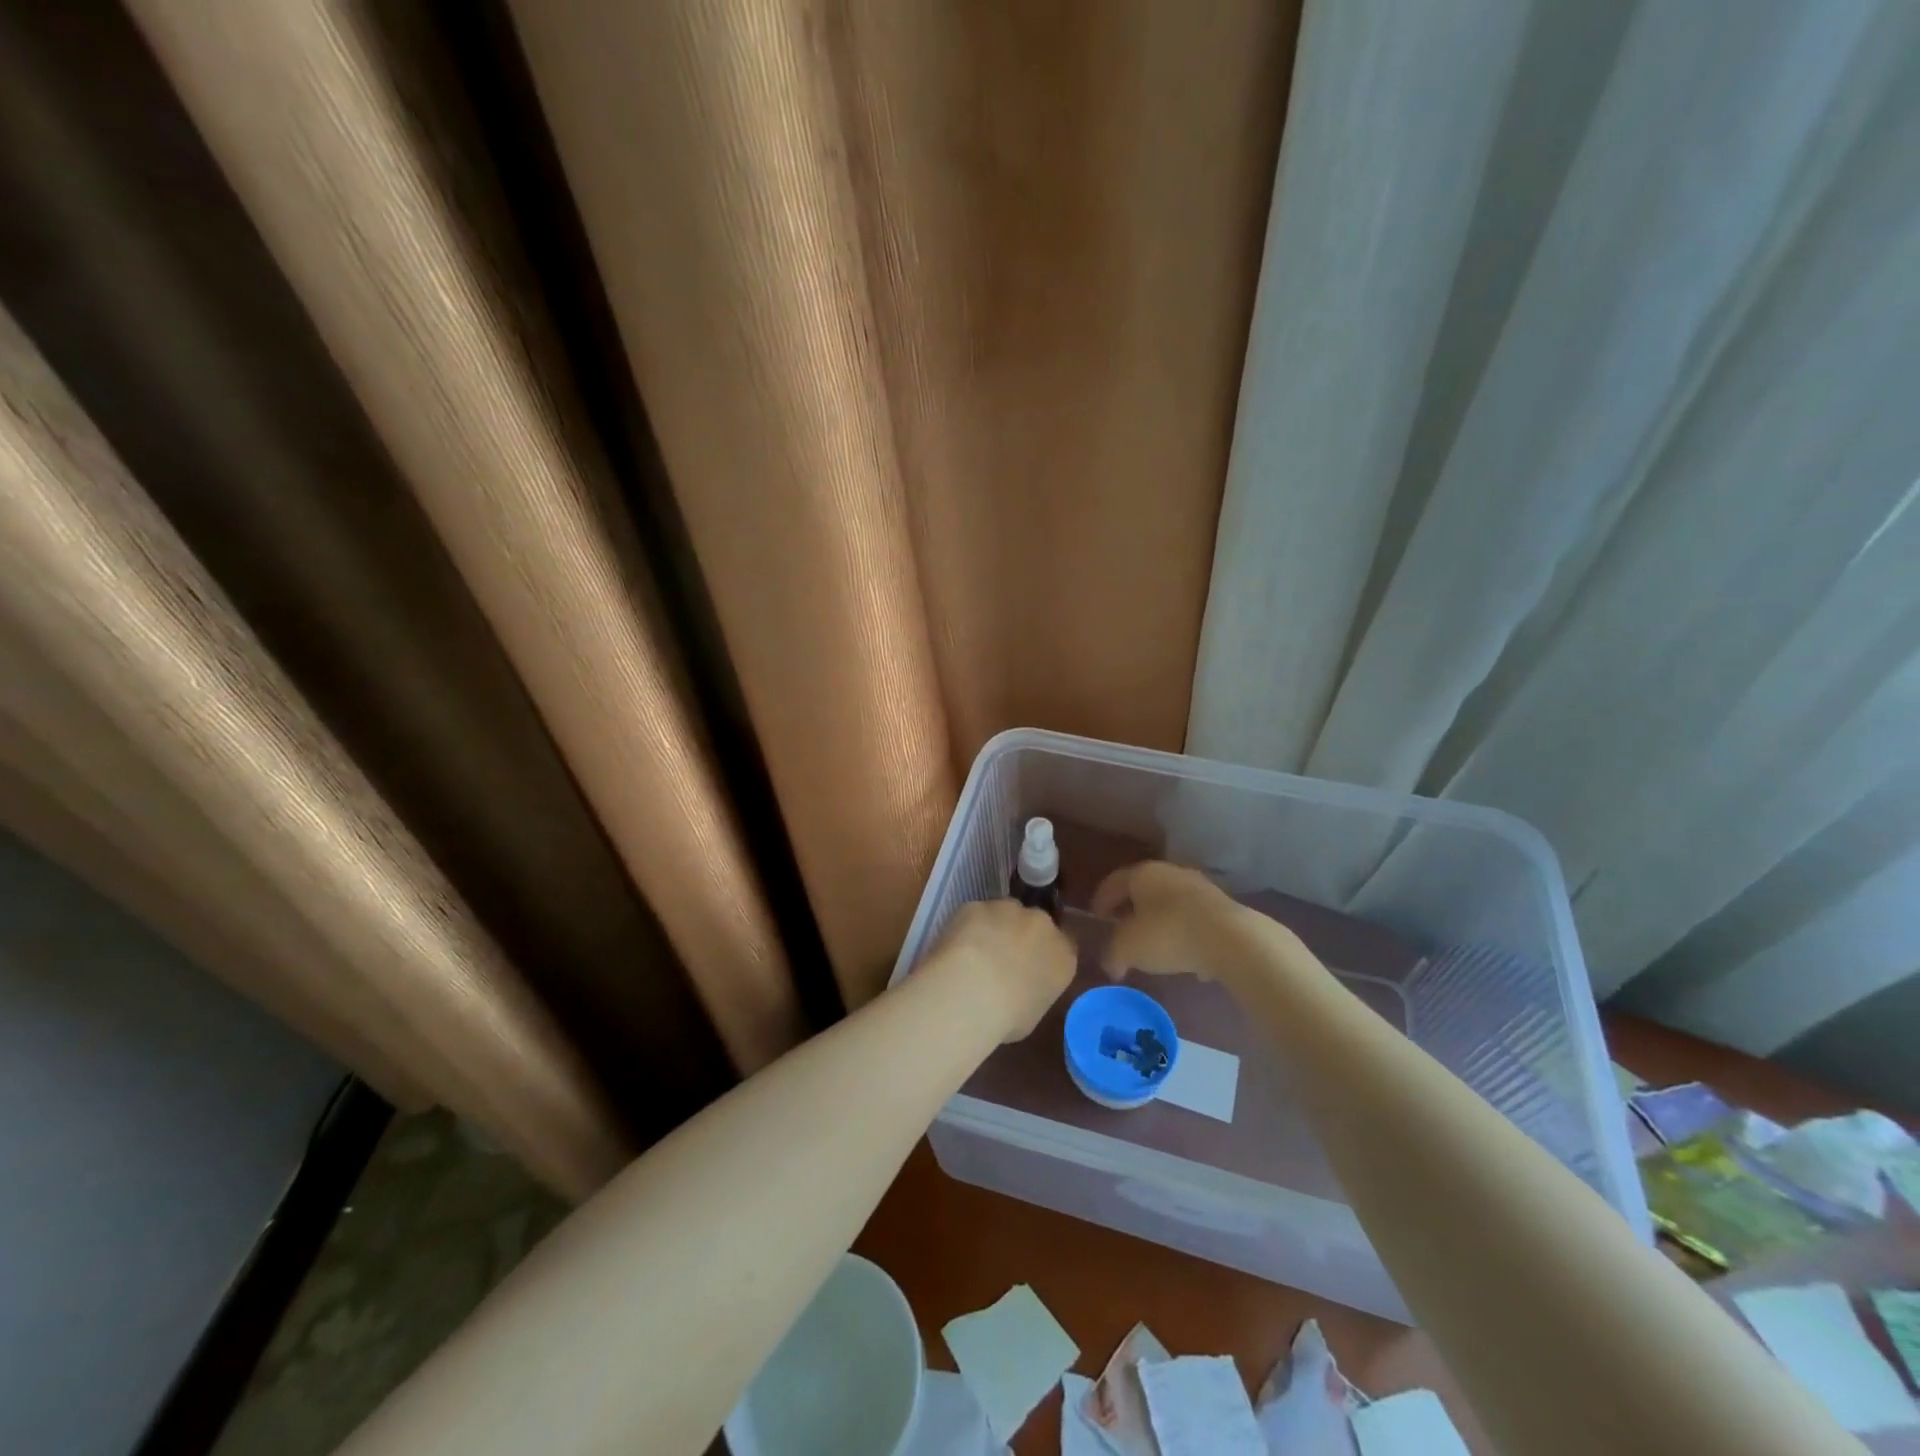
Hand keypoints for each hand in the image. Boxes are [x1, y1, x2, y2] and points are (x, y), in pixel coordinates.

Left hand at [924, 899, 1076, 1041]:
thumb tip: (1019, 988)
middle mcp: (1042, 925)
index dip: (1044, 952)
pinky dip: (966, 927)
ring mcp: (1009, 910)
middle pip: (1034, 923)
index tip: (1029, 964)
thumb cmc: (1008, 1017)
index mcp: (1063, 956)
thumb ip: (1032, 991)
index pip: (1063, 945)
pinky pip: (974, 914)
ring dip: (993, 927)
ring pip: (1003, 913)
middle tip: (999, 959)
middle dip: (1020, 935)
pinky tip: (954, 948)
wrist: (973, 991)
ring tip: (973, 954)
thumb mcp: (1031, 1014)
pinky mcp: (978, 905)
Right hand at [1092, 861, 1293, 986]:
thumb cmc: (1168, 934)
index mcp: (1143, 874)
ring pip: (1170, 904)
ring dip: (1159, 922)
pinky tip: (1184, 958)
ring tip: (1153, 947)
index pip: (1114, 882)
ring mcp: (1200, 888)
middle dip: (1131, 909)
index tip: (1096, 917)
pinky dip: (1184, 934)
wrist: (1231, 939)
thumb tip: (1111, 965)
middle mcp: (1171, 873)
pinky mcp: (1223, 908)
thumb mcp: (1128, 948)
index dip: (1101, 900)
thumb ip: (1112, 954)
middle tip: (1122, 930)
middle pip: (1143, 890)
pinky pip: (1194, 920)